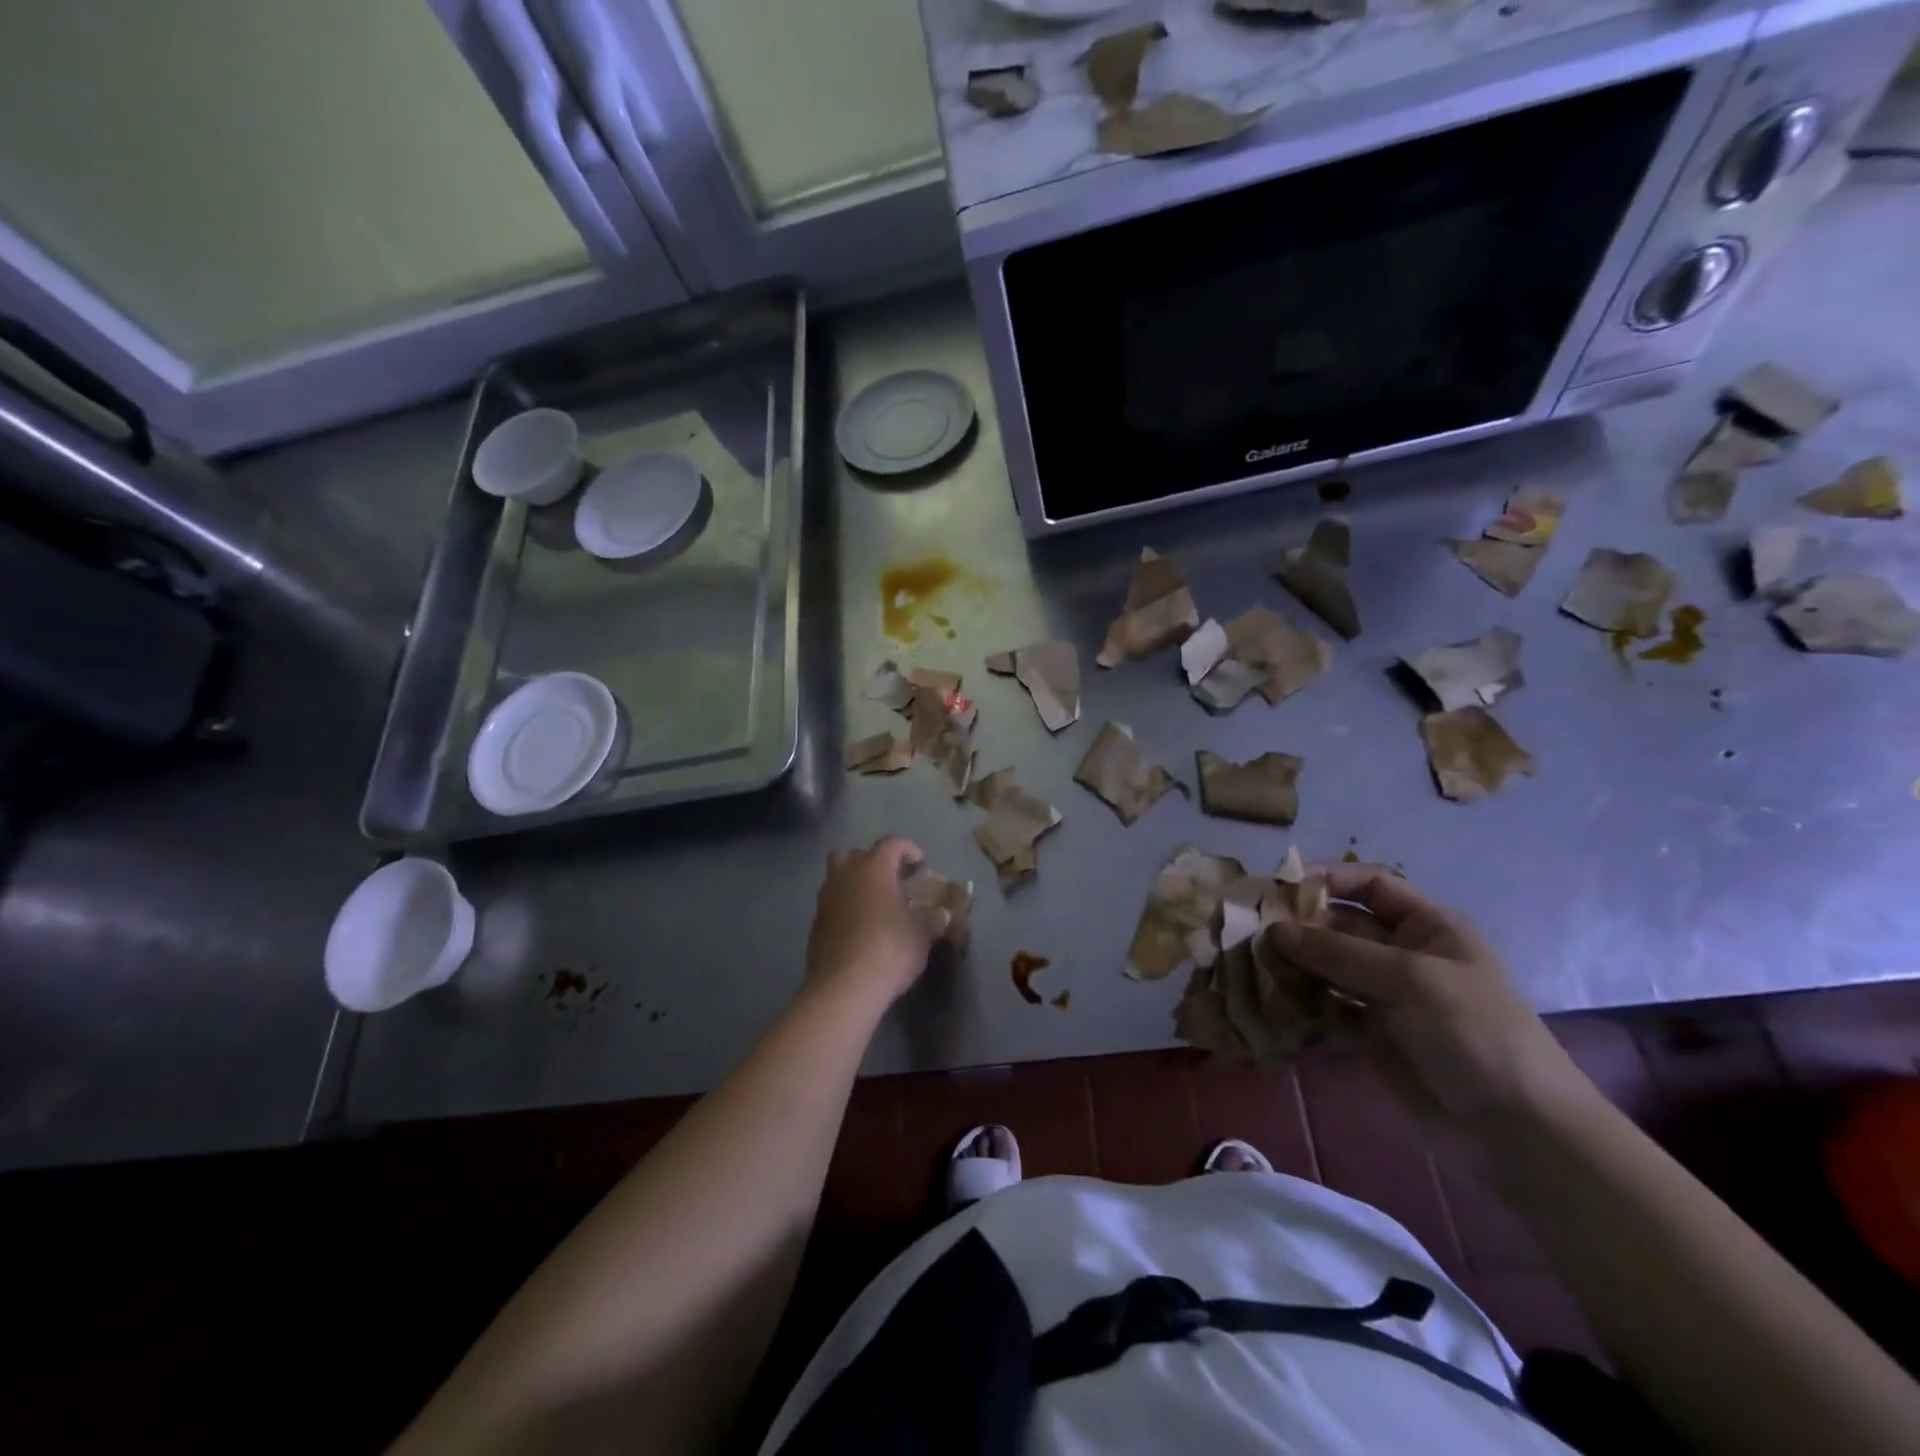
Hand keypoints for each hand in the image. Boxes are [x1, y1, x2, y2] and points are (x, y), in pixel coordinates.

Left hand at [804, 837, 947, 1004]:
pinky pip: (831, 904)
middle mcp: (846, 876)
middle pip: (852, 853)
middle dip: (870, 860)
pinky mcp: (815, 923)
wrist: (844, 987)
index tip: (919, 862)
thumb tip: (943, 915)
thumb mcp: (922, 936)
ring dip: (854, 883)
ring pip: (837, 877)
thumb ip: (933, 921)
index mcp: (874, 869)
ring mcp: (826, 899)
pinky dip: (844, 907)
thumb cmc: (890, 950)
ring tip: (874, 904)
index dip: (907, 849)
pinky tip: (859, 927)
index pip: (891, 844)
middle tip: (888, 878)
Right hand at [1265, 865, 1590, 1125]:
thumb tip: (1274, 929)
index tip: (1280, 885)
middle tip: (1252, 931)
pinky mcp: (1370, 1034)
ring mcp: (1385, 995)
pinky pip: (1326, 1007)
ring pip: (1327, 967)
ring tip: (1255, 966)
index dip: (1329, 879)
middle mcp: (1402, 954)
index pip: (1371, 885)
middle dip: (1300, 926)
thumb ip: (1339, 953)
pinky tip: (1274, 1003)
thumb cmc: (1474, 1032)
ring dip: (1294, 964)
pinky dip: (1302, 1003)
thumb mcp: (1411, 979)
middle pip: (1340, 926)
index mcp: (1427, 927)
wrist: (1516, 1129)